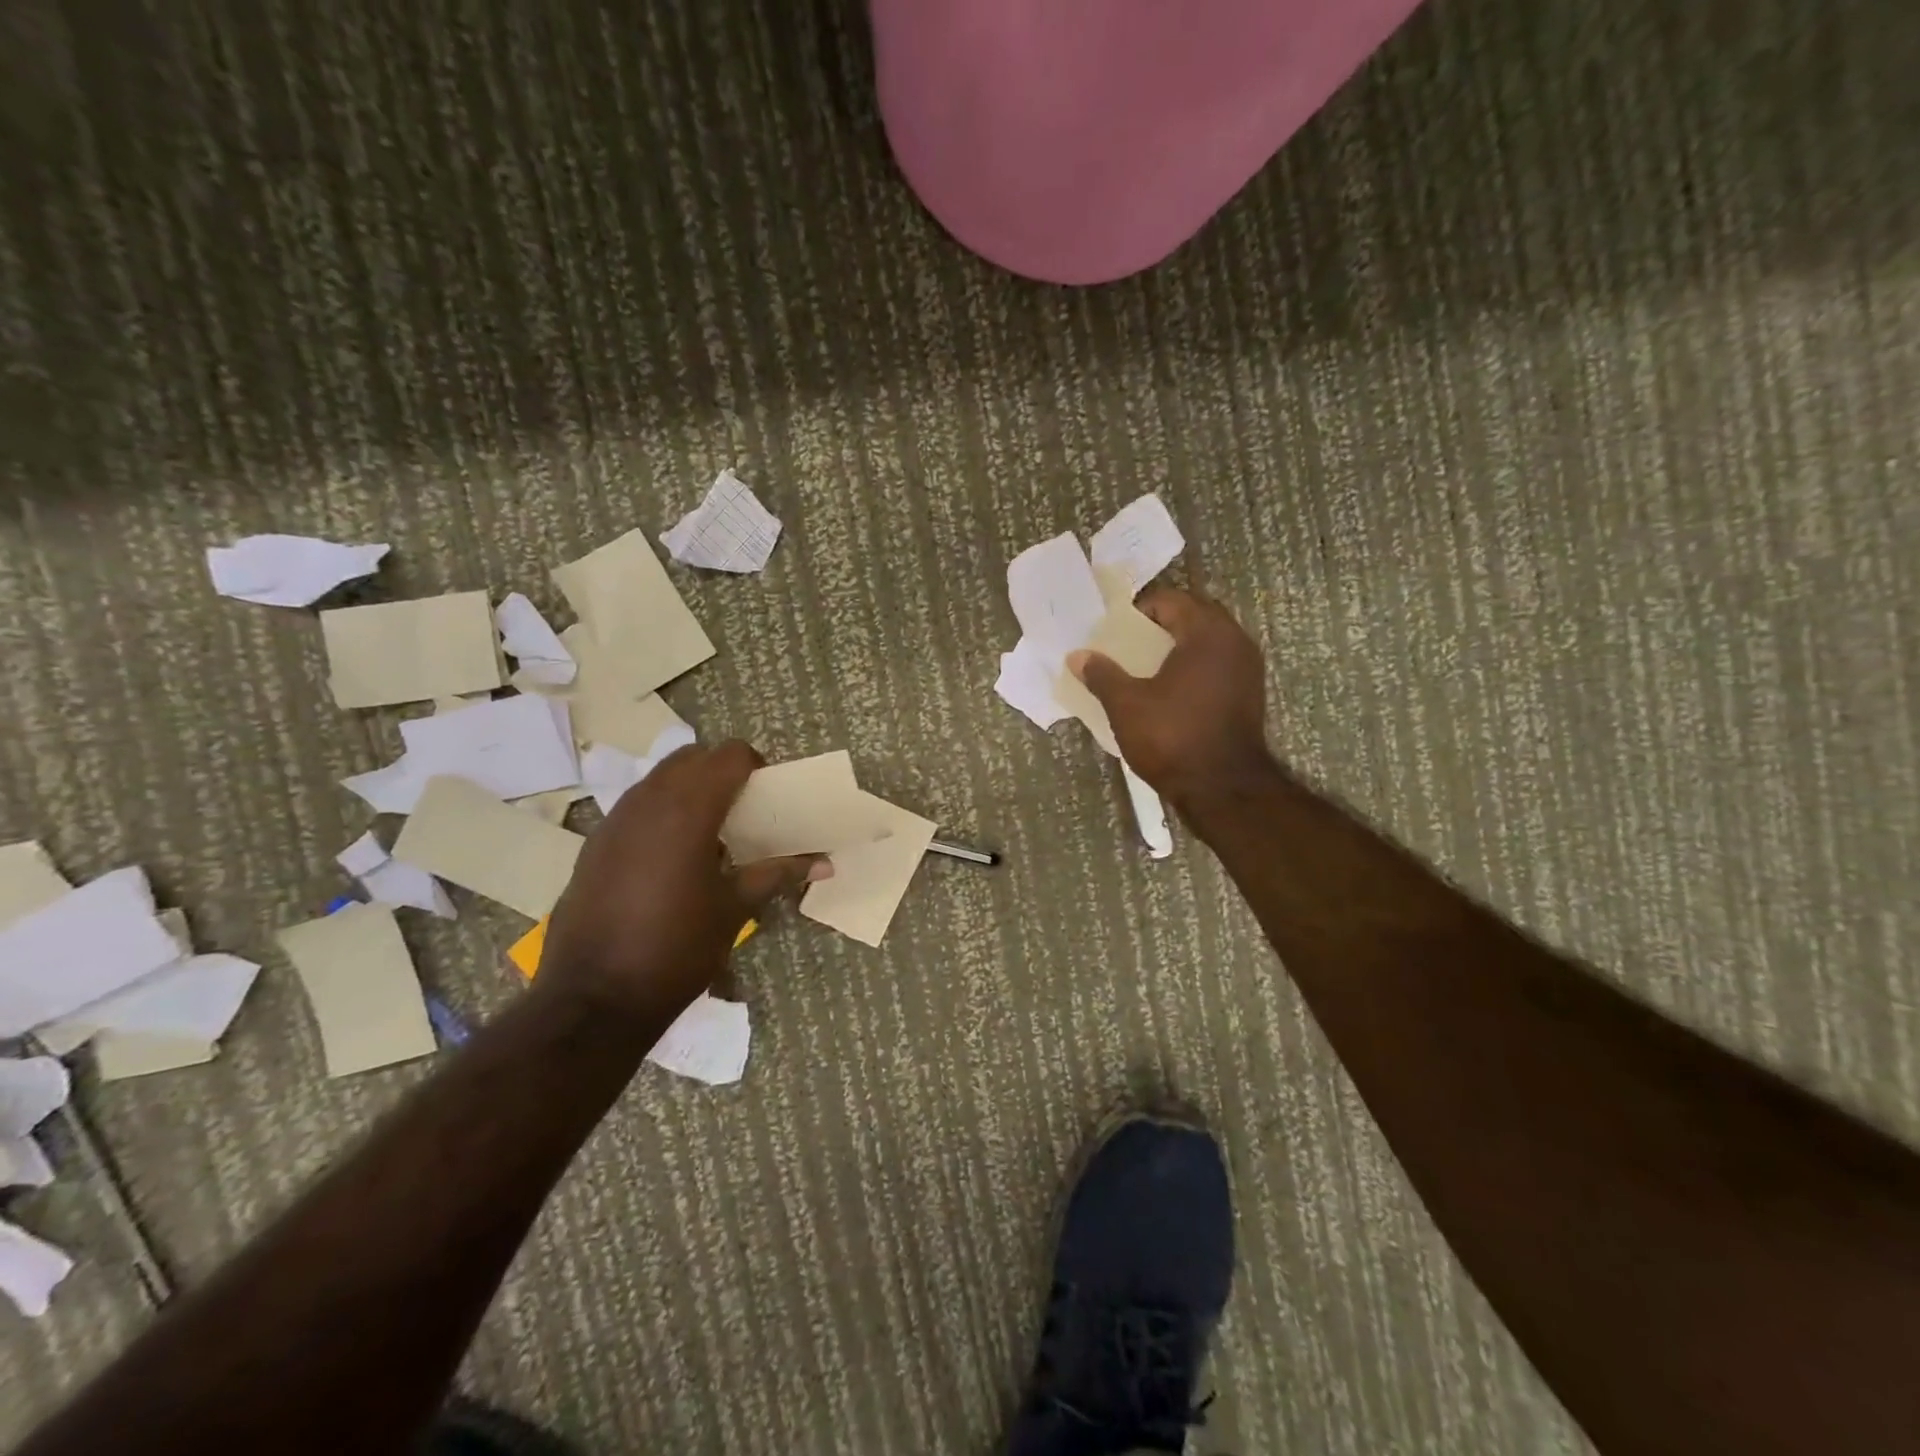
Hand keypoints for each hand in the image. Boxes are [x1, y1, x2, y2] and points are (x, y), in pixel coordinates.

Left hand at [538, 741, 825, 1022]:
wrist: (593, 999)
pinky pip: (636, 806)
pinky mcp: (594, 843)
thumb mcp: (735, 909)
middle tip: (743, 810)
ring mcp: (614, 820)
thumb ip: (778, 873)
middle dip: (721, 772)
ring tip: (710, 834)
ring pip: (659, 779)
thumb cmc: (677, 948)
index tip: (767, 796)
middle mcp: (647, 801)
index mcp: (688, 810)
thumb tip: (826, 862)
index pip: (729, 755)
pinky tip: (671, 860)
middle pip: (692, 757)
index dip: (754, 766)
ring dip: (689, 790)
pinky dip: (661, 813)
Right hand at [1068, 587, 1272, 807]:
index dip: (1139, 611)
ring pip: (1208, 641)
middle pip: (1193, 616)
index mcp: (1207, 633)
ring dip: (1179, 646)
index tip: (1115, 631)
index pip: (1170, 601)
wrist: (1223, 788)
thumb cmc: (1173, 737)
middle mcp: (1235, 641)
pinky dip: (1195, 667)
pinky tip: (1171, 690)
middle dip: (1160, 626)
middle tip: (1129, 646)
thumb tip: (1077, 656)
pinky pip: (1218, 664)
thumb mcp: (1126, 705)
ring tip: (1146, 667)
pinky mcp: (1250, 692)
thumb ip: (1102, 675)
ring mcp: (1248, 667)